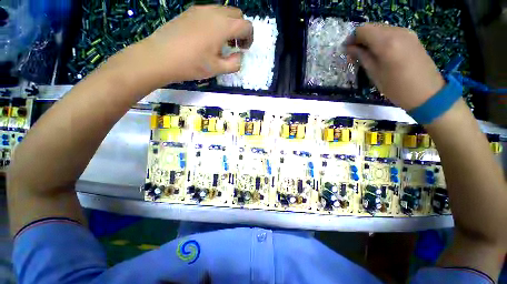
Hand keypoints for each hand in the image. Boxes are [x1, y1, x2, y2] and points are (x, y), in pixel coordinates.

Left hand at [114, 5, 252, 88]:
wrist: (160, 56)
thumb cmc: (192, 64)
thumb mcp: (217, 69)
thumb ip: (234, 63)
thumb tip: (239, 56)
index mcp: (223, 26)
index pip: (246, 25)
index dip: (249, 38)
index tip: (243, 49)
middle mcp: (214, 12)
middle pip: (237, 14)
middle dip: (240, 29)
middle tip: (234, 45)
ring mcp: (200, 9)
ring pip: (223, 11)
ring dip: (228, 25)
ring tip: (221, 42)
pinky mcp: (190, 12)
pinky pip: (210, 12)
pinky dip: (216, 22)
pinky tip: (208, 37)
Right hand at [346, 24, 444, 109]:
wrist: (426, 92)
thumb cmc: (396, 87)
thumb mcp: (374, 73)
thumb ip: (361, 57)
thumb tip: (349, 48)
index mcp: (386, 42)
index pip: (362, 30)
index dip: (351, 38)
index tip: (346, 50)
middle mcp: (397, 32)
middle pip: (372, 27)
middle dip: (360, 38)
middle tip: (355, 53)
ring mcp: (407, 32)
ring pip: (381, 29)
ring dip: (370, 39)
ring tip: (366, 54)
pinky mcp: (412, 36)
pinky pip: (391, 32)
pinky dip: (381, 39)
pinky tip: (380, 52)